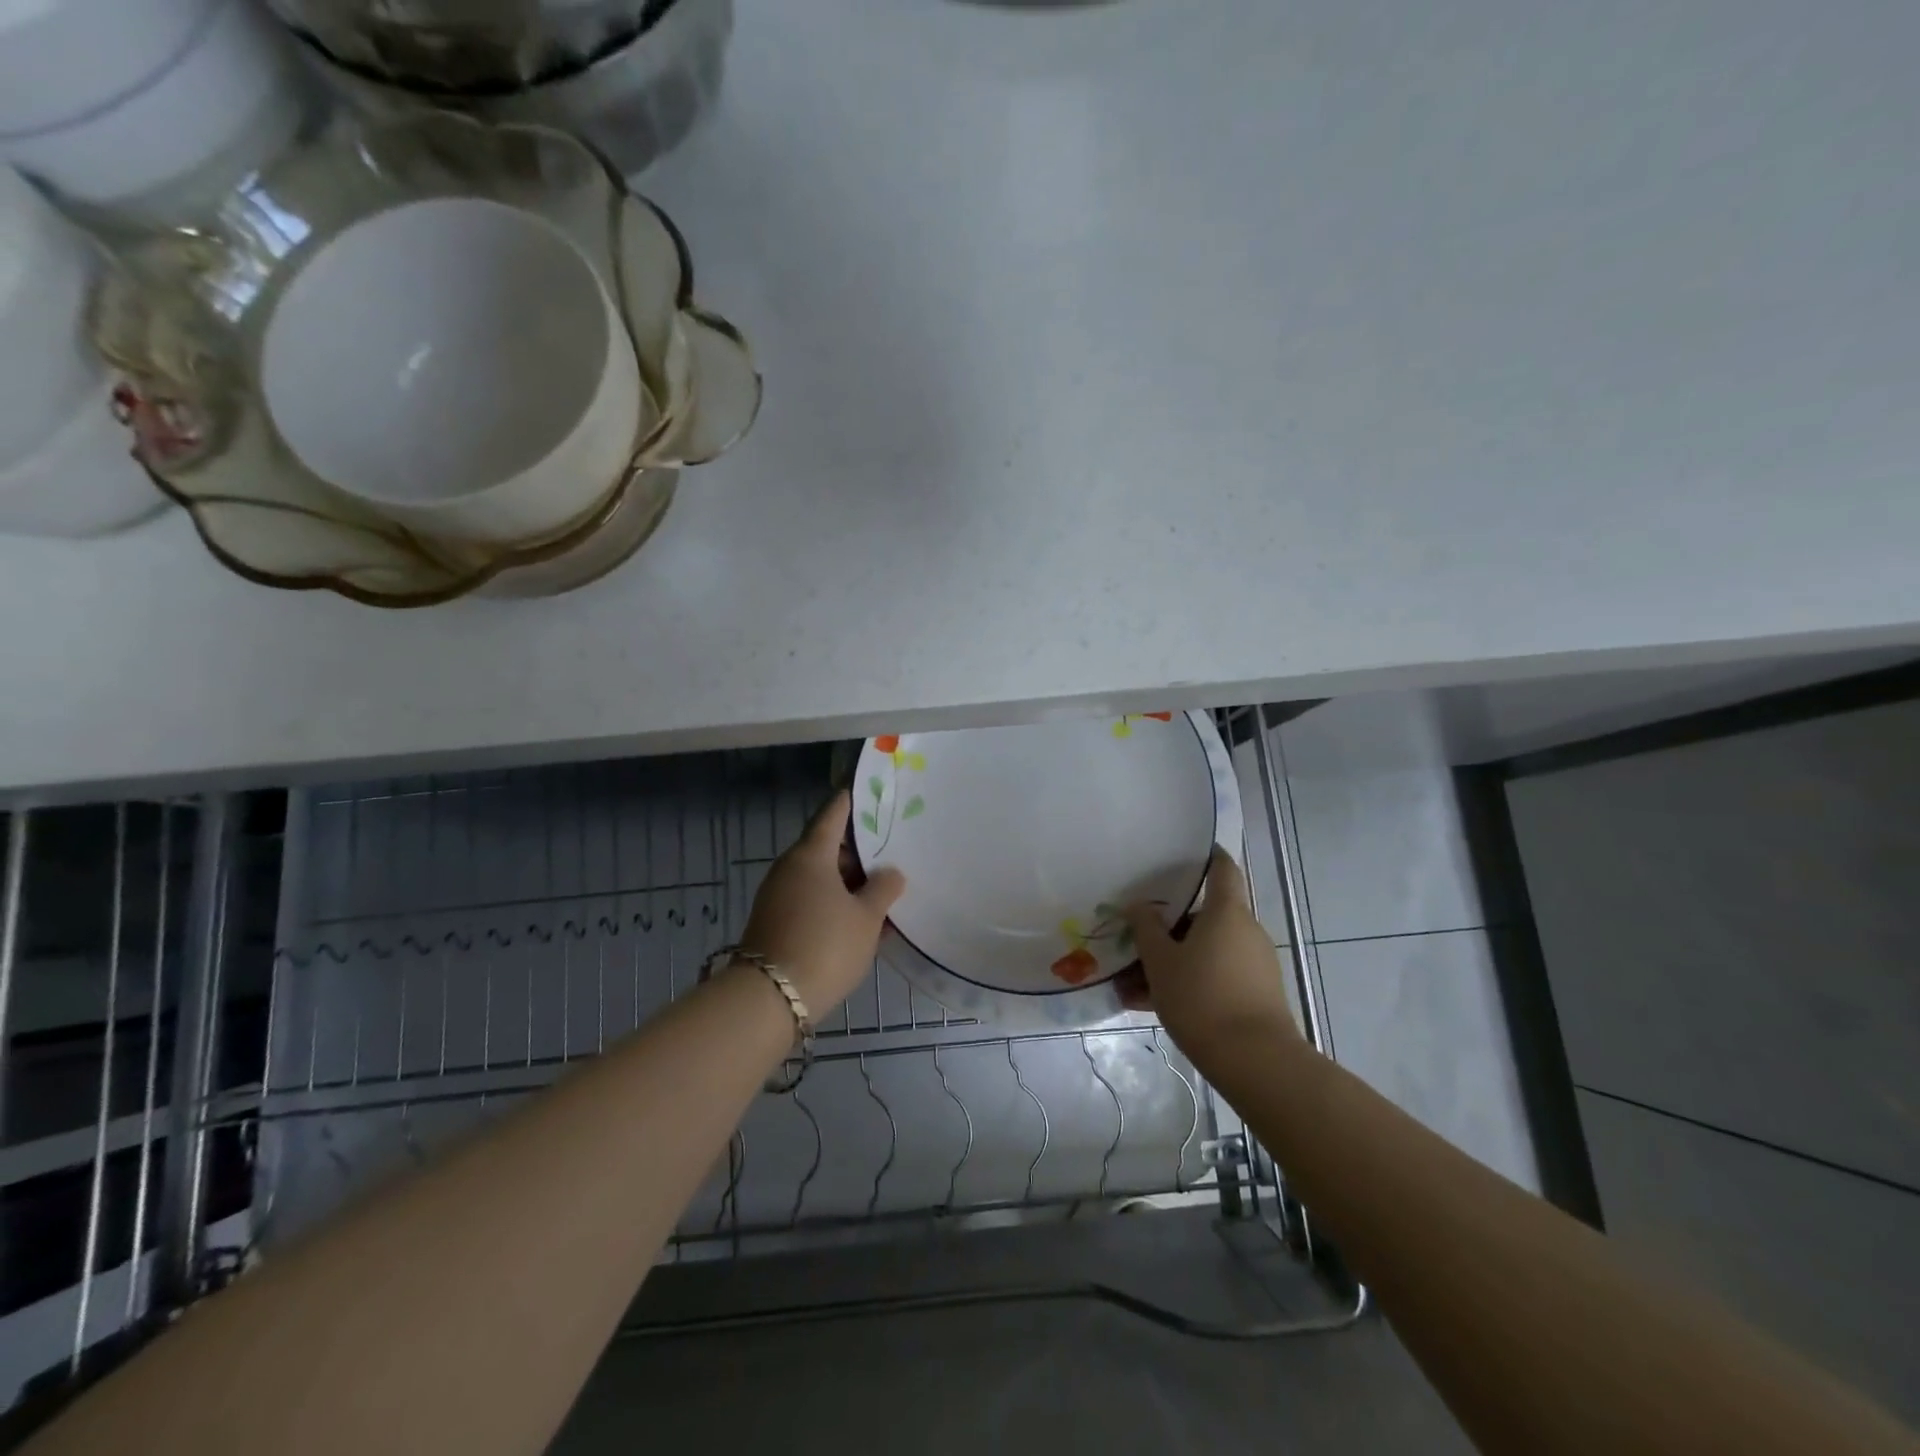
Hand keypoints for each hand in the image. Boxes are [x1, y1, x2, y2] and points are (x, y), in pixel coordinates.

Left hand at [737, 789, 905, 1014]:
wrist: (770, 1000)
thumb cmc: (825, 945)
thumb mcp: (866, 918)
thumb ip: (883, 889)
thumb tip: (890, 872)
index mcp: (811, 854)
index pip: (833, 814)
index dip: (852, 802)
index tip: (869, 792)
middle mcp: (790, 868)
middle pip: (827, 848)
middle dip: (858, 851)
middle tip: (890, 852)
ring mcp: (779, 896)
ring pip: (821, 878)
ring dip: (849, 882)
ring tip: (882, 891)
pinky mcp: (776, 922)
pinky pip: (812, 901)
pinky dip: (835, 903)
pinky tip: (861, 921)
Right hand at [1122, 847, 1299, 1063]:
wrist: (1255, 1062)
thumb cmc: (1202, 998)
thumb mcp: (1161, 963)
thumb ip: (1147, 929)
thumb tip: (1140, 906)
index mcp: (1227, 912)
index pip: (1222, 868)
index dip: (1206, 856)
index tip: (1183, 852)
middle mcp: (1246, 930)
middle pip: (1205, 915)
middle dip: (1170, 925)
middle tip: (1136, 934)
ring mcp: (1254, 963)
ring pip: (1205, 950)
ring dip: (1173, 960)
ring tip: (1132, 983)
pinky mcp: (1256, 993)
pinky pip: (1214, 975)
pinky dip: (1187, 981)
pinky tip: (1151, 1004)